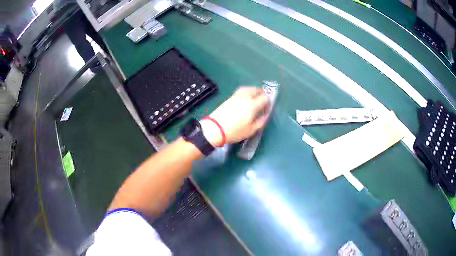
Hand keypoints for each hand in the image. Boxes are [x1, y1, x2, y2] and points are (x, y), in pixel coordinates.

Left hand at [201, 87, 269, 145]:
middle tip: (263, 98)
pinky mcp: (229, 98)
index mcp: (252, 105)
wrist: (215, 129)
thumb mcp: (251, 130)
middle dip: (261, 93)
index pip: (264, 98)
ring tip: (255, 95)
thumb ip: (260, 122)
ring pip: (247, 88)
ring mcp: (236, 96)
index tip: (268, 107)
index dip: (268, 101)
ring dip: (253, 90)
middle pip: (256, 90)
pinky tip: (245, 98)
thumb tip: (265, 116)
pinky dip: (246, 91)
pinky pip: (240, 91)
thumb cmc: (235, 131)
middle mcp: (245, 97)